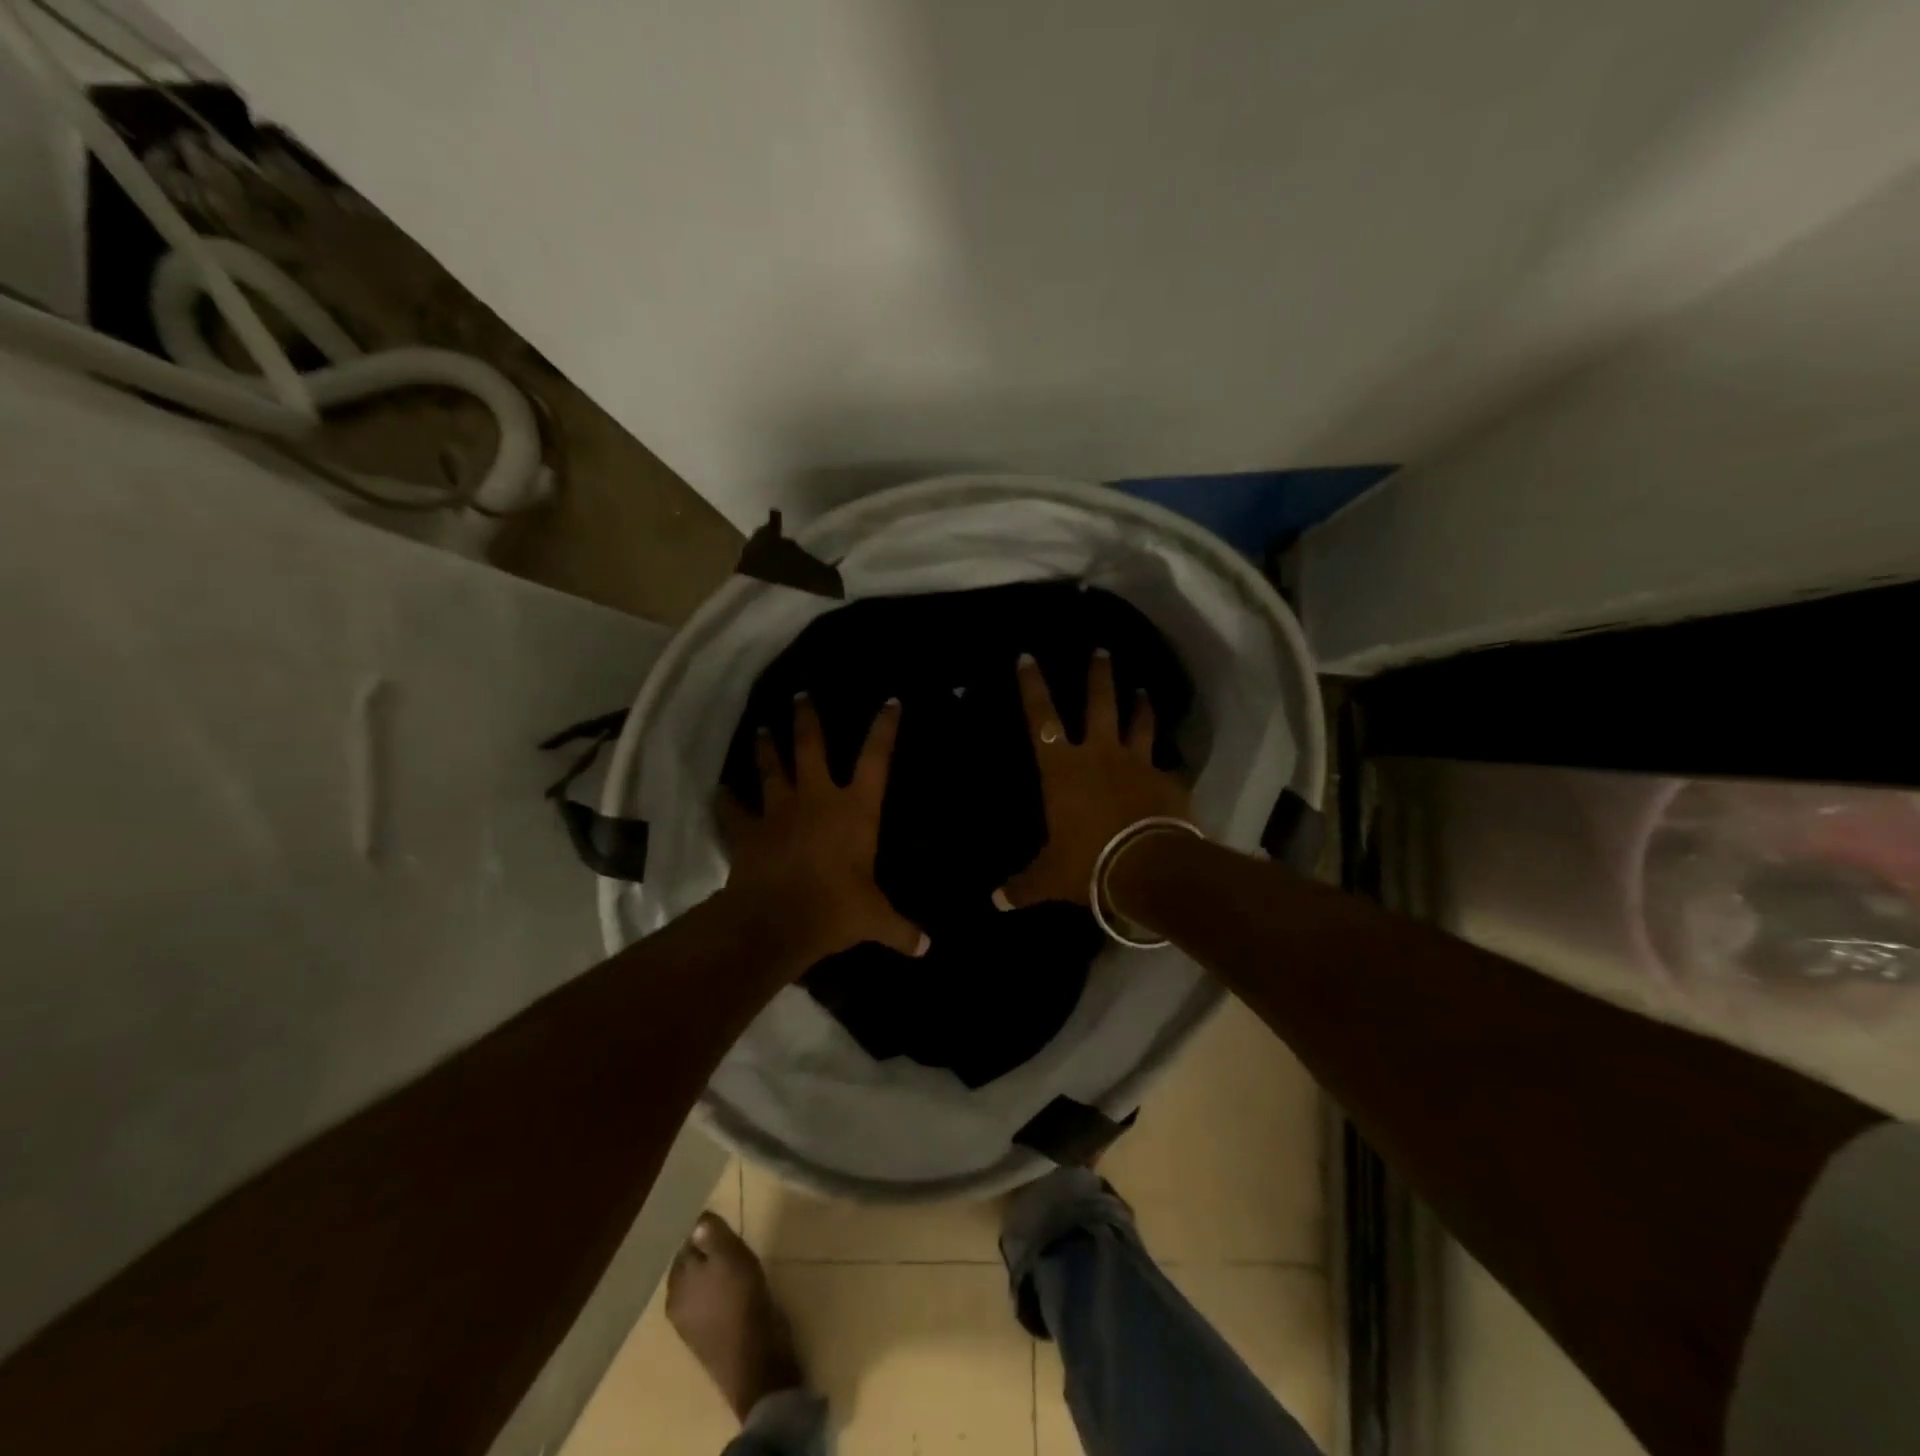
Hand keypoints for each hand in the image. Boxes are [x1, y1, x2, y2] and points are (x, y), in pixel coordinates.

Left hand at [719, 694, 927, 969]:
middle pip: (811, 747)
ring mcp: (778, 811)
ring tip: (761, 730)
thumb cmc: (833, 910)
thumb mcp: (874, 920)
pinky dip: (726, 800)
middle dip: (807, 719)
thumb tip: (927, 948)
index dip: (884, 728)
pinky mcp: (747, 832)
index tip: (890, 701)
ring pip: (771, 769)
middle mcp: (816, 799)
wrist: (775, 923)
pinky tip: (721, 791)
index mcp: (854, 810)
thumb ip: (900, 929)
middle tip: (800, 695)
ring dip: (766, 749)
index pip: (876, 759)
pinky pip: (733, 810)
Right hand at [994, 651, 1191, 909]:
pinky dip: (1165, 763)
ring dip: (1140, 705)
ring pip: (1138, 723)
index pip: (1040, 718)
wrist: (1148, 867)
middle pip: (1098, 703)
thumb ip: (1023, 885)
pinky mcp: (1167, 780)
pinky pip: (1164, 765)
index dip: (1032, 686)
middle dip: (1098, 675)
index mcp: (1062, 769)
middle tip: (1101, 649)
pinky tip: (1170, 764)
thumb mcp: (1049, 878)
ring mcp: (1136, 764)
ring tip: (1143, 689)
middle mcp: (1099, 755)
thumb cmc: (1088, 863)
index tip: (1027, 656)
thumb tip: (996, 902)